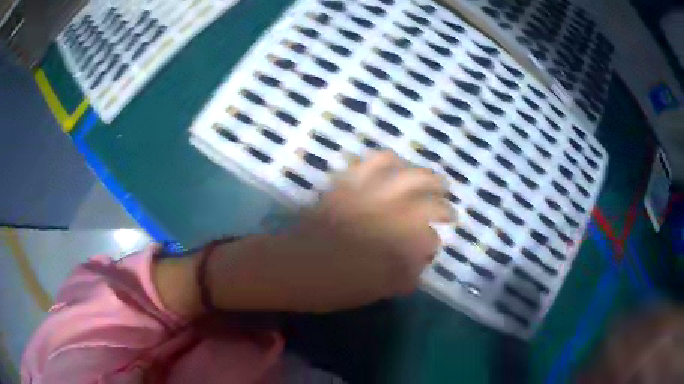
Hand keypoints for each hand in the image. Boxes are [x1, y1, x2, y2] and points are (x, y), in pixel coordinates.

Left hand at [208, 151, 454, 312]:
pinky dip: (385, 161)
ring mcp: (363, 192)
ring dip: (419, 172)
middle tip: (446, 205)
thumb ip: (403, 275)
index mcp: (395, 240)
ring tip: (425, 179)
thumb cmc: (331, 286)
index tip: (434, 246)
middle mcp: (385, 209)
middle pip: (425, 190)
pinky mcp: (344, 185)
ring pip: (401, 169)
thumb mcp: (374, 290)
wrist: (288, 266)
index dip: (434, 241)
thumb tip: (419, 262)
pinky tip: (392, 167)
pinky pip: (368, 162)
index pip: (429, 235)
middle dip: (441, 197)